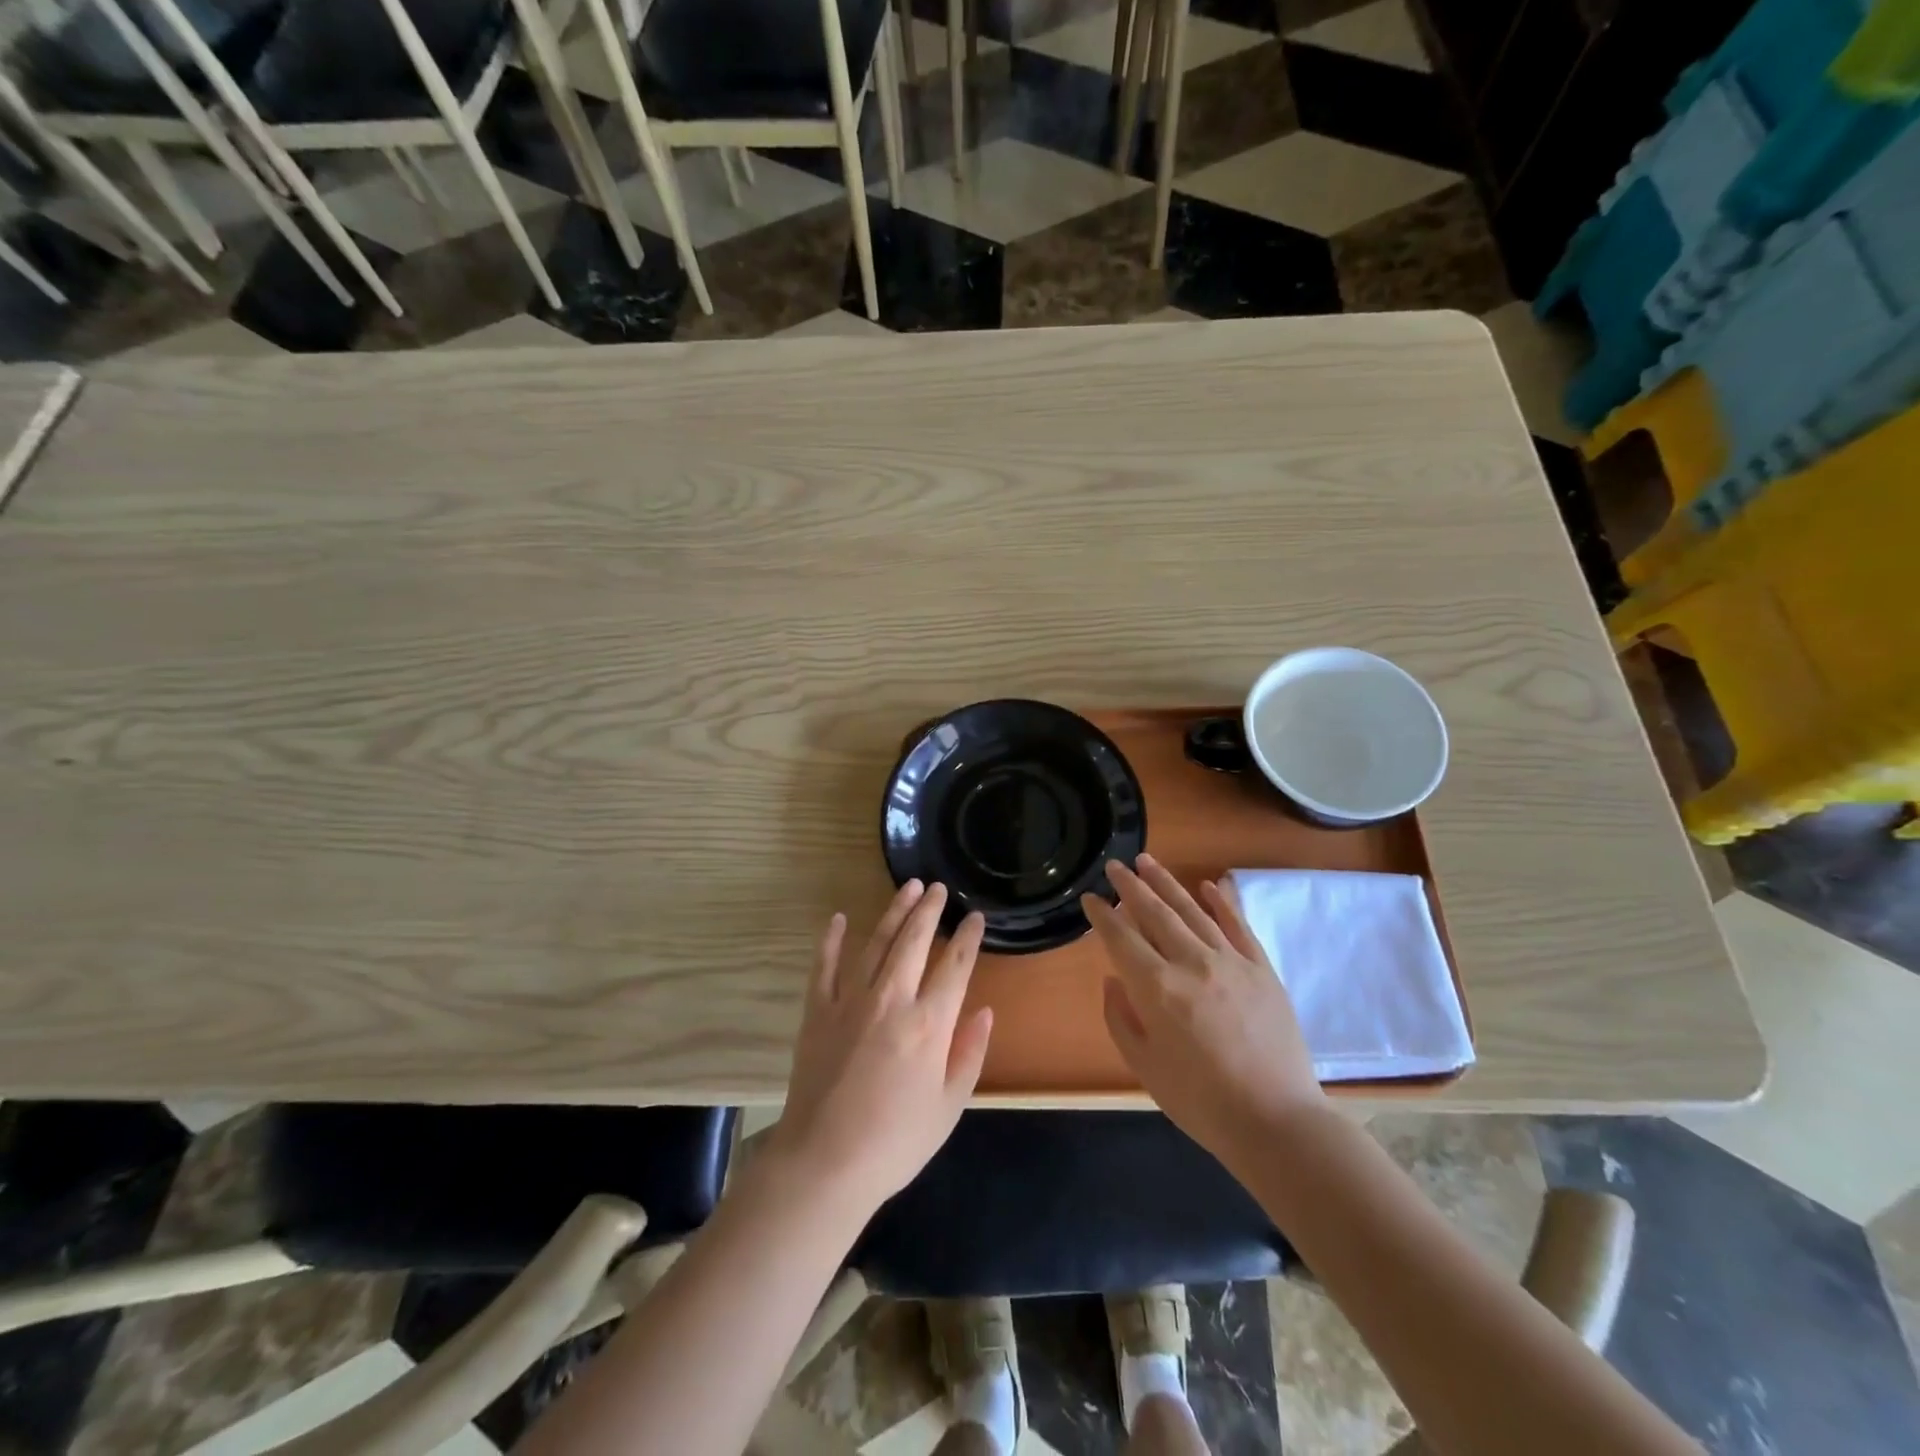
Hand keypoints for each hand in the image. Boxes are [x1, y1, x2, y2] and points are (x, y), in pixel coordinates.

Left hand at [768, 881, 992, 1218]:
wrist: (824, 1163)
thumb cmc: (896, 1141)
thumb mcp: (949, 1106)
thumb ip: (969, 1053)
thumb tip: (983, 1011)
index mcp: (929, 1024)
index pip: (955, 966)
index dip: (968, 938)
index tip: (975, 917)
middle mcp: (892, 999)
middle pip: (915, 941)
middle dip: (929, 910)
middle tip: (937, 887)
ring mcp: (850, 1000)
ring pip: (877, 943)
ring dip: (894, 912)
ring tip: (907, 888)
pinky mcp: (818, 1010)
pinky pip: (825, 965)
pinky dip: (832, 940)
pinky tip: (840, 919)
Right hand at [1083, 854, 1324, 1164]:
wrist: (1277, 1122)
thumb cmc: (1201, 1102)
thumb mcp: (1145, 1067)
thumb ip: (1121, 1019)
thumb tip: (1113, 980)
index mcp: (1157, 988)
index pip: (1121, 938)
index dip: (1102, 915)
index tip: (1090, 898)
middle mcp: (1191, 963)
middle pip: (1155, 913)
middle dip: (1130, 886)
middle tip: (1114, 865)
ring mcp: (1231, 962)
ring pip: (1192, 910)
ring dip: (1167, 883)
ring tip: (1147, 861)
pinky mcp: (1262, 969)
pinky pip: (1237, 925)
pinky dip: (1221, 902)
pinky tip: (1207, 884)